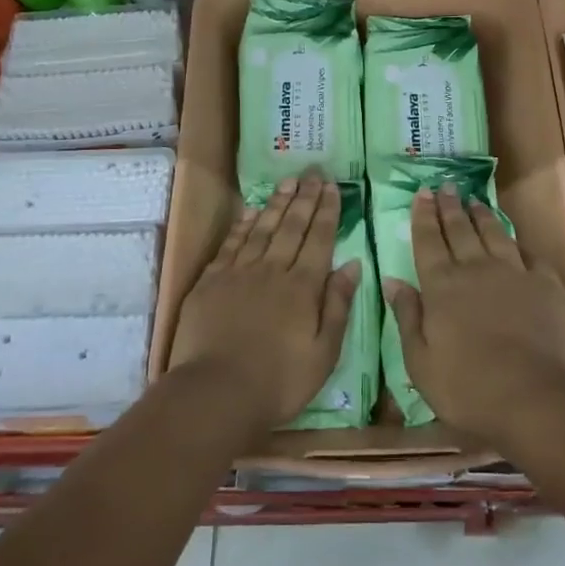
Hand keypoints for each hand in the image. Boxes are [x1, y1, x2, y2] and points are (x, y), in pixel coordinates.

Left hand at [169, 172, 359, 438]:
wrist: (216, 393)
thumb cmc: (279, 382)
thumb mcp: (324, 353)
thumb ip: (338, 305)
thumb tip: (352, 264)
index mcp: (303, 287)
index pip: (319, 239)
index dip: (327, 211)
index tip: (332, 186)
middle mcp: (273, 270)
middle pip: (292, 226)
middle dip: (305, 197)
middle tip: (313, 172)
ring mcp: (240, 272)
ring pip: (263, 228)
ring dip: (277, 203)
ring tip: (288, 182)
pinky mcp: (212, 281)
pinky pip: (232, 243)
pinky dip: (244, 224)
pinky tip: (252, 211)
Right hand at [384, 186, 564, 448]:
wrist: (535, 397)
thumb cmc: (468, 388)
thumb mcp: (420, 362)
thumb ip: (407, 317)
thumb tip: (392, 280)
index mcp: (442, 286)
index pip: (428, 241)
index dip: (424, 216)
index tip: (422, 193)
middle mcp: (476, 269)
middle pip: (460, 229)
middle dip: (450, 206)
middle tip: (445, 186)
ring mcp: (514, 272)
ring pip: (494, 233)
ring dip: (482, 215)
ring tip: (474, 200)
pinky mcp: (546, 283)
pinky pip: (529, 253)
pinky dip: (518, 242)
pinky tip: (515, 238)